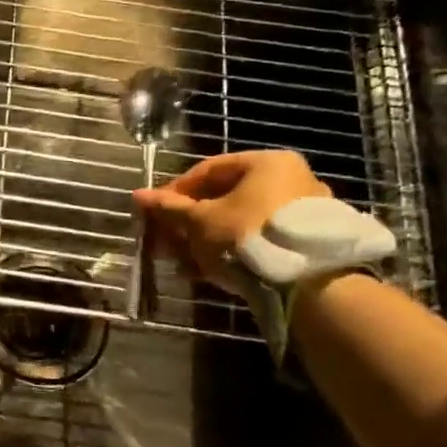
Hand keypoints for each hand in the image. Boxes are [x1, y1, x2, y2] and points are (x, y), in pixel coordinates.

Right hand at [134, 150, 329, 297]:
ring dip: (208, 239)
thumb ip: (170, 208)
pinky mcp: (309, 242)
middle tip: (167, 241)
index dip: (175, 191)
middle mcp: (291, 179)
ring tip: (184, 263)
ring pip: (241, 221)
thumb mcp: (199, 222)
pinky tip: (210, 272)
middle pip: (226, 197)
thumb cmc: (246, 236)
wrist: (308, 283)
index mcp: (267, 162)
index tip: (156, 212)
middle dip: (191, 221)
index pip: (208, 169)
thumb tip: (138, 195)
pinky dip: (233, 251)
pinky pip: (260, 239)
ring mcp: (304, 212)